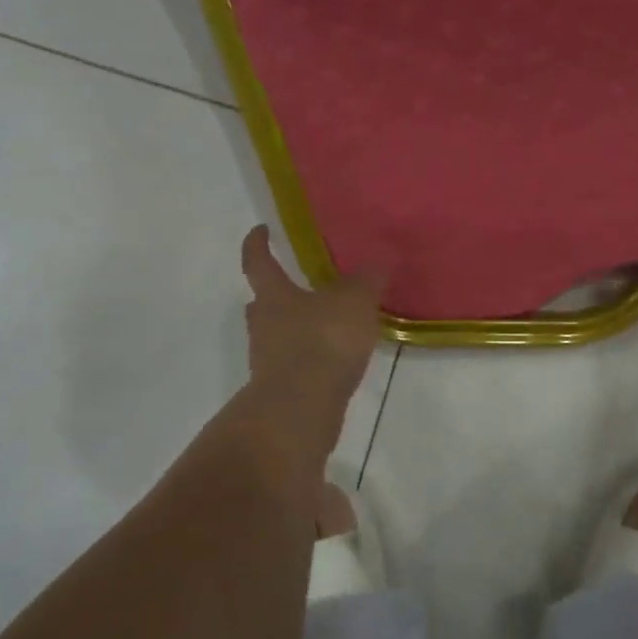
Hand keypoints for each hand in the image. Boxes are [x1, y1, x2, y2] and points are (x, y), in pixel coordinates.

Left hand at [240, 225, 384, 426]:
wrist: (301, 408)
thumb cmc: (323, 341)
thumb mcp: (355, 302)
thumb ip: (368, 280)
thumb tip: (380, 259)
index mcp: (274, 295)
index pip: (258, 261)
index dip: (257, 243)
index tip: (261, 230)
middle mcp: (263, 325)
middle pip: (262, 302)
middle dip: (276, 293)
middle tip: (298, 285)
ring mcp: (267, 360)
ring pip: (276, 334)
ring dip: (294, 328)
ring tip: (326, 325)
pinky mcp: (280, 389)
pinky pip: (293, 363)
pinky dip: (309, 358)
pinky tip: (333, 360)